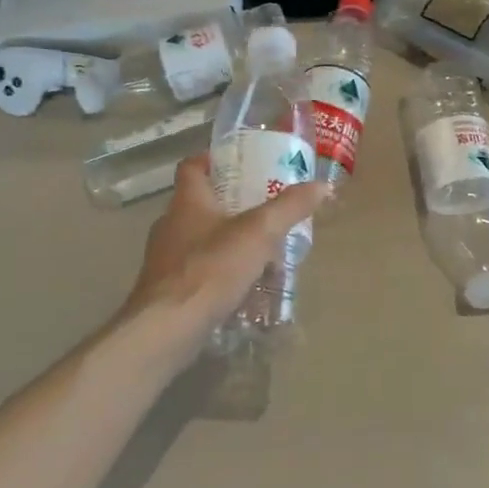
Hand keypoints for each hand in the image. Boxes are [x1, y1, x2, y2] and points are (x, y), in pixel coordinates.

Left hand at [122, 155, 327, 353]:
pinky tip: (243, 288)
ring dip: (226, 242)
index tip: (238, 162)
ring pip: (199, 241)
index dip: (211, 160)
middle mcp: (170, 225)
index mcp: (187, 202)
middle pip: (198, 205)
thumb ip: (289, 208)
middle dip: (229, 206)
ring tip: (260, 251)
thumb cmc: (211, 269)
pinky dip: (219, 273)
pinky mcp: (168, 290)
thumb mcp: (259, 233)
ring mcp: (165, 260)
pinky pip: (197, 272)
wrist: (168, 327)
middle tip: (263, 210)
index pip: (191, 167)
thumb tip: (323, 185)